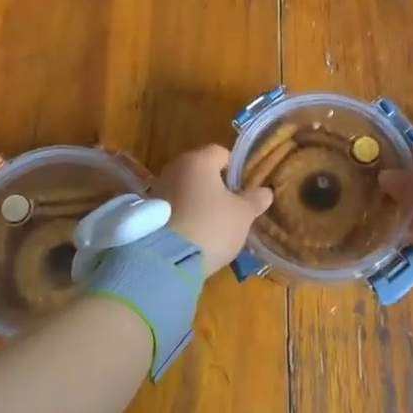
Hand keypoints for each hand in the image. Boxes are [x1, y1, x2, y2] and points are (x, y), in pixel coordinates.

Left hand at [152, 145, 273, 274]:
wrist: (165, 260)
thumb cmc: (211, 226)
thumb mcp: (242, 215)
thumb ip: (254, 200)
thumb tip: (266, 191)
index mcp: (198, 160)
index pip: (221, 152)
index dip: (235, 168)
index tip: (245, 188)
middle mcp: (174, 168)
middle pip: (200, 171)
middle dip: (215, 186)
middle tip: (231, 207)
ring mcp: (157, 190)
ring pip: (185, 189)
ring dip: (198, 202)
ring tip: (213, 224)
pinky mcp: (147, 213)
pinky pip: (173, 208)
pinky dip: (184, 216)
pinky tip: (194, 234)